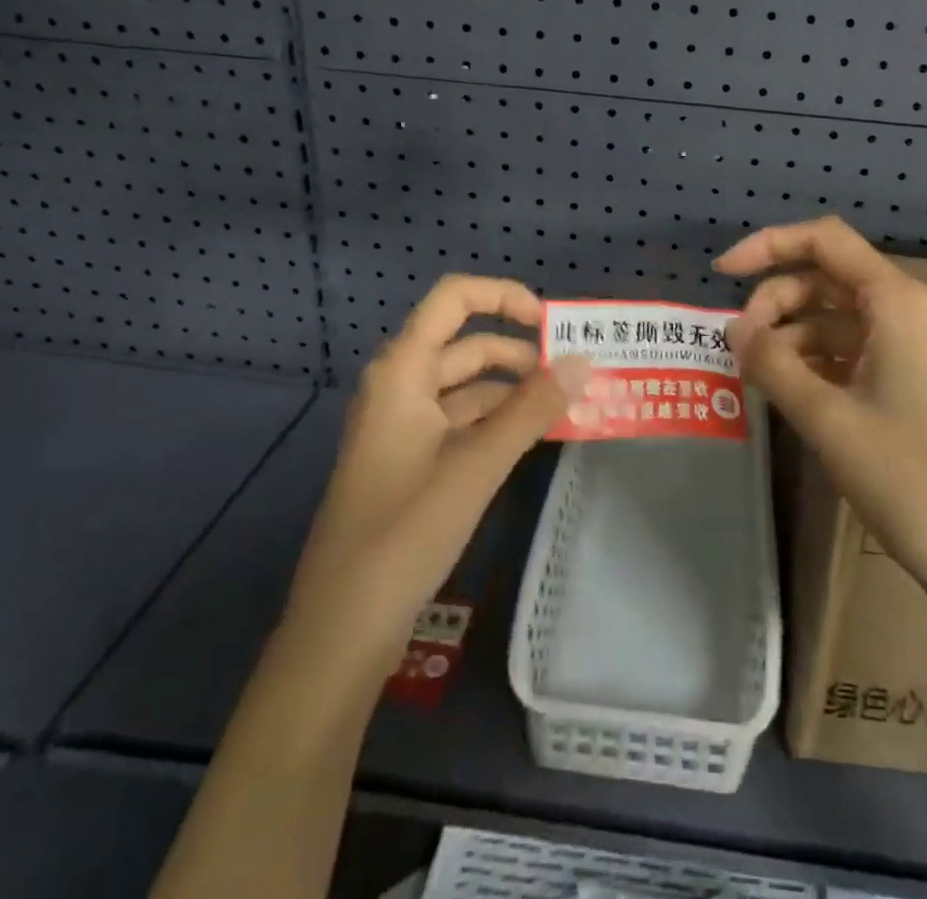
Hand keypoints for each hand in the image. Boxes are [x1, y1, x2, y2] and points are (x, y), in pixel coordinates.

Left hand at [283, 275, 589, 674]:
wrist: (342, 628)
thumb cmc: (405, 531)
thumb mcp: (478, 464)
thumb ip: (533, 408)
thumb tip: (584, 360)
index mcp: (402, 371)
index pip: (454, 299)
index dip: (504, 297)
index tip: (551, 324)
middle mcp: (400, 386)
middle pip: (466, 344)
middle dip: (521, 353)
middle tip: (575, 374)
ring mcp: (403, 426)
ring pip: (467, 386)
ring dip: (515, 390)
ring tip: (566, 406)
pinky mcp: (410, 461)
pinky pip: (461, 422)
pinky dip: (499, 422)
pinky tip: (534, 437)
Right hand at [716, 217, 926, 608]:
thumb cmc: (907, 477)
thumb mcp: (826, 417)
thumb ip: (773, 363)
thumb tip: (734, 328)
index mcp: (897, 302)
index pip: (825, 240)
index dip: (769, 245)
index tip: (723, 273)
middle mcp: (911, 312)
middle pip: (829, 279)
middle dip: (776, 301)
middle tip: (739, 345)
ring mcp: (918, 348)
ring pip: (841, 317)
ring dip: (793, 335)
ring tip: (757, 374)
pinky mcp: (918, 382)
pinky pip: (858, 351)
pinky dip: (818, 361)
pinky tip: (791, 391)